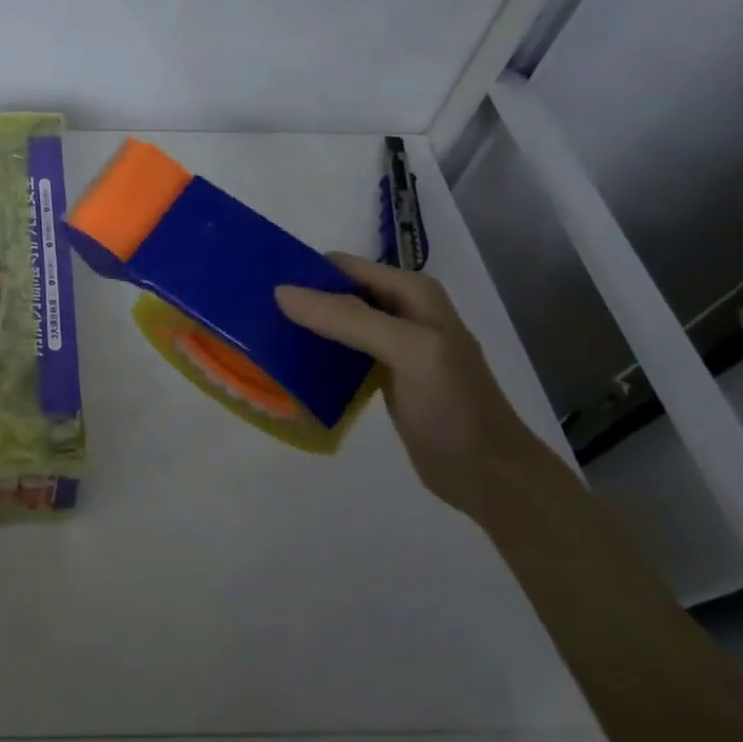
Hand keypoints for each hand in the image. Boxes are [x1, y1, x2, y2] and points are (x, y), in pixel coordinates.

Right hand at [275, 254, 552, 516]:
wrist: (488, 474)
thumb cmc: (453, 405)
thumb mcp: (406, 350)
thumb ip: (347, 318)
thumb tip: (281, 292)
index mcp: (411, 292)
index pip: (343, 267)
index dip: (304, 273)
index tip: (259, 287)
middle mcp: (401, 311)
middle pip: (337, 293)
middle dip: (299, 301)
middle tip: (254, 315)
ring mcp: (392, 345)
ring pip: (335, 324)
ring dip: (303, 329)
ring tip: (262, 339)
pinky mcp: (383, 376)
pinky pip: (340, 355)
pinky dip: (316, 357)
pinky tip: (290, 369)